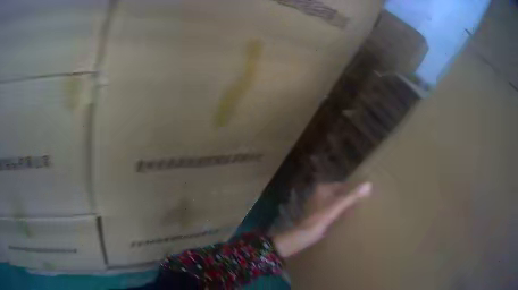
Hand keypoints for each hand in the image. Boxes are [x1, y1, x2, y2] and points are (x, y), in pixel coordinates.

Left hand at [273, 182, 371, 257]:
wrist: (304, 235)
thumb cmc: (320, 218)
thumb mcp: (338, 206)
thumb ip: (352, 196)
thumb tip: (368, 184)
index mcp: (322, 189)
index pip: (342, 185)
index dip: (353, 189)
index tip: (364, 194)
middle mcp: (319, 194)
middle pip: (339, 194)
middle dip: (349, 198)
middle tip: (363, 203)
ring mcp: (317, 205)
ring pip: (335, 203)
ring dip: (344, 206)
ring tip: (358, 211)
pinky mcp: (318, 216)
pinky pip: (332, 211)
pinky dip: (339, 213)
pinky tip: (347, 219)